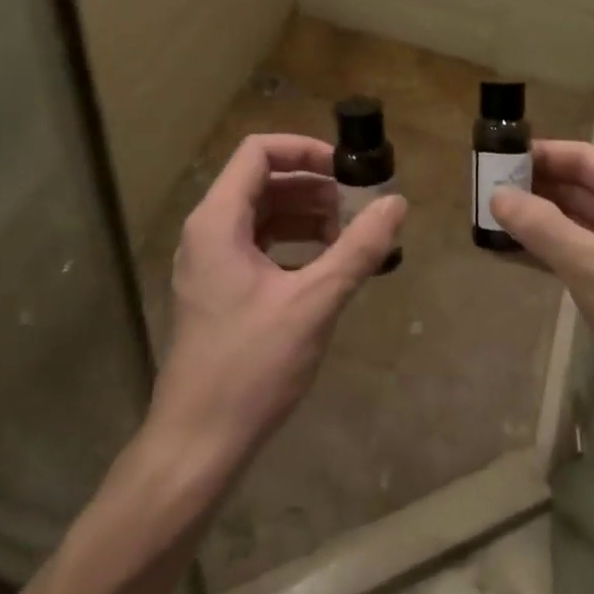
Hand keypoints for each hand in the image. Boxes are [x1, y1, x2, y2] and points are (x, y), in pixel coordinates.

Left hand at [145, 134, 406, 481]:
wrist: (196, 443)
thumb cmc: (250, 366)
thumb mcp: (314, 302)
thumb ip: (358, 249)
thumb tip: (396, 203)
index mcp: (218, 220)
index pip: (258, 151)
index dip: (305, 150)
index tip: (347, 170)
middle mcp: (206, 231)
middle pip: (262, 181)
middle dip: (313, 187)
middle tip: (359, 207)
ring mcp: (208, 261)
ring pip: (262, 215)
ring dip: (306, 216)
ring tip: (350, 237)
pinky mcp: (217, 289)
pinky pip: (258, 245)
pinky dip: (293, 244)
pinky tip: (326, 265)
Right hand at [490, 141, 593, 428]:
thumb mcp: (592, 266)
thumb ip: (542, 226)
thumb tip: (496, 195)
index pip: (585, 158)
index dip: (541, 154)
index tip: (495, 156)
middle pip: (578, 187)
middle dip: (533, 187)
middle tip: (483, 189)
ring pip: (574, 221)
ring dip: (535, 219)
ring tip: (488, 218)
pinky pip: (575, 253)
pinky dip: (544, 250)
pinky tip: (508, 253)